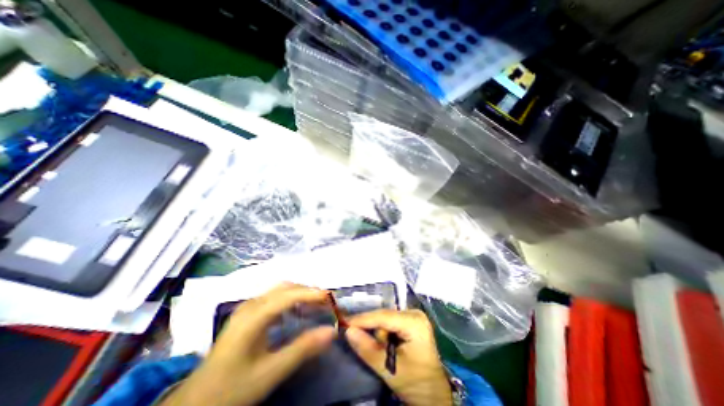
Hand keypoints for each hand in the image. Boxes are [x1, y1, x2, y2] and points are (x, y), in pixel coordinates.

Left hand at [161, 282, 336, 405]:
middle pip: (285, 287)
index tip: (330, 297)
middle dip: (307, 290)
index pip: (289, 295)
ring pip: (279, 290)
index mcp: (254, 316)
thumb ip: (302, 350)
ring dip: (299, 293)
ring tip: (314, 304)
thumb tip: (331, 331)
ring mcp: (247, 308)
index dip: (311, 293)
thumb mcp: (270, 372)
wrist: (195, 402)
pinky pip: (273, 297)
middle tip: (325, 302)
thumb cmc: (233, 387)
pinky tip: (295, 312)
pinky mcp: (247, 313)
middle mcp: (251, 305)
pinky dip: (290, 299)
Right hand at [347, 309, 450, 403]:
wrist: (434, 394)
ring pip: (385, 318)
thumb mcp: (390, 369)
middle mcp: (414, 313)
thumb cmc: (415, 383)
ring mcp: (413, 316)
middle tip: (351, 334)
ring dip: (376, 331)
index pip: (383, 316)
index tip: (343, 322)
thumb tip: (348, 331)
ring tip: (375, 346)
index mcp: (414, 322)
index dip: (362, 319)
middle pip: (383, 316)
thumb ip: (368, 349)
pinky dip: (382, 331)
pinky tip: (382, 343)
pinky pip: (389, 322)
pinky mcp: (410, 321)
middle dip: (369, 327)